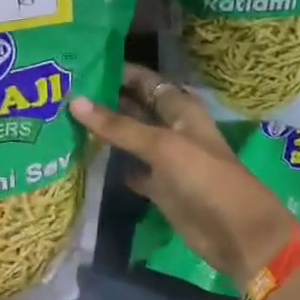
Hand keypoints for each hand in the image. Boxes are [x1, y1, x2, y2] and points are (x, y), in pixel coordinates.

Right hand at [70, 64, 297, 288]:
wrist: (236, 232)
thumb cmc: (205, 178)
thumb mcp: (161, 145)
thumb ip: (118, 125)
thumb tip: (74, 101)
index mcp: (180, 110)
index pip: (146, 81)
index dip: (119, 72)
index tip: (81, 66)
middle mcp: (172, 129)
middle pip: (135, 107)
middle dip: (106, 100)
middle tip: (64, 93)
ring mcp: (165, 160)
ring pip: (130, 138)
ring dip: (105, 131)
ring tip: (65, 120)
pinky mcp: (160, 187)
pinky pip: (131, 169)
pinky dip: (112, 165)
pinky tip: (85, 159)